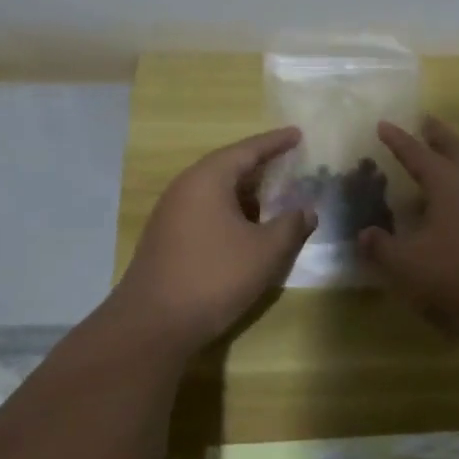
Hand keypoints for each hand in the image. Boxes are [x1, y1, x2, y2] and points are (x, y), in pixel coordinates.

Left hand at [116, 127, 316, 347]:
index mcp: (208, 179)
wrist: (152, 324)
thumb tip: (306, 211)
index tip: (297, 133)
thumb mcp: (264, 251)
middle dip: (261, 166)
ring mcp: (171, 213)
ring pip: (216, 192)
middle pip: (229, 167)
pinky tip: (248, 229)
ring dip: (246, 194)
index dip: (275, 142)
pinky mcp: (167, 238)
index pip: (248, 150)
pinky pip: (206, 211)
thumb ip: (290, 226)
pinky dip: (231, 212)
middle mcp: (186, 187)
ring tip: (275, 197)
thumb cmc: (214, 277)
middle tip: (290, 163)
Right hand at [358, 116, 458, 349]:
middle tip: (426, 122)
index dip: (398, 140)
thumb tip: (365, 234)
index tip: (384, 123)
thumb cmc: (458, 277)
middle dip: (439, 135)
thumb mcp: (408, 265)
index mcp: (449, 184)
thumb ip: (382, 247)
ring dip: (458, 159)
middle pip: (457, 149)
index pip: (417, 154)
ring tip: (442, 163)